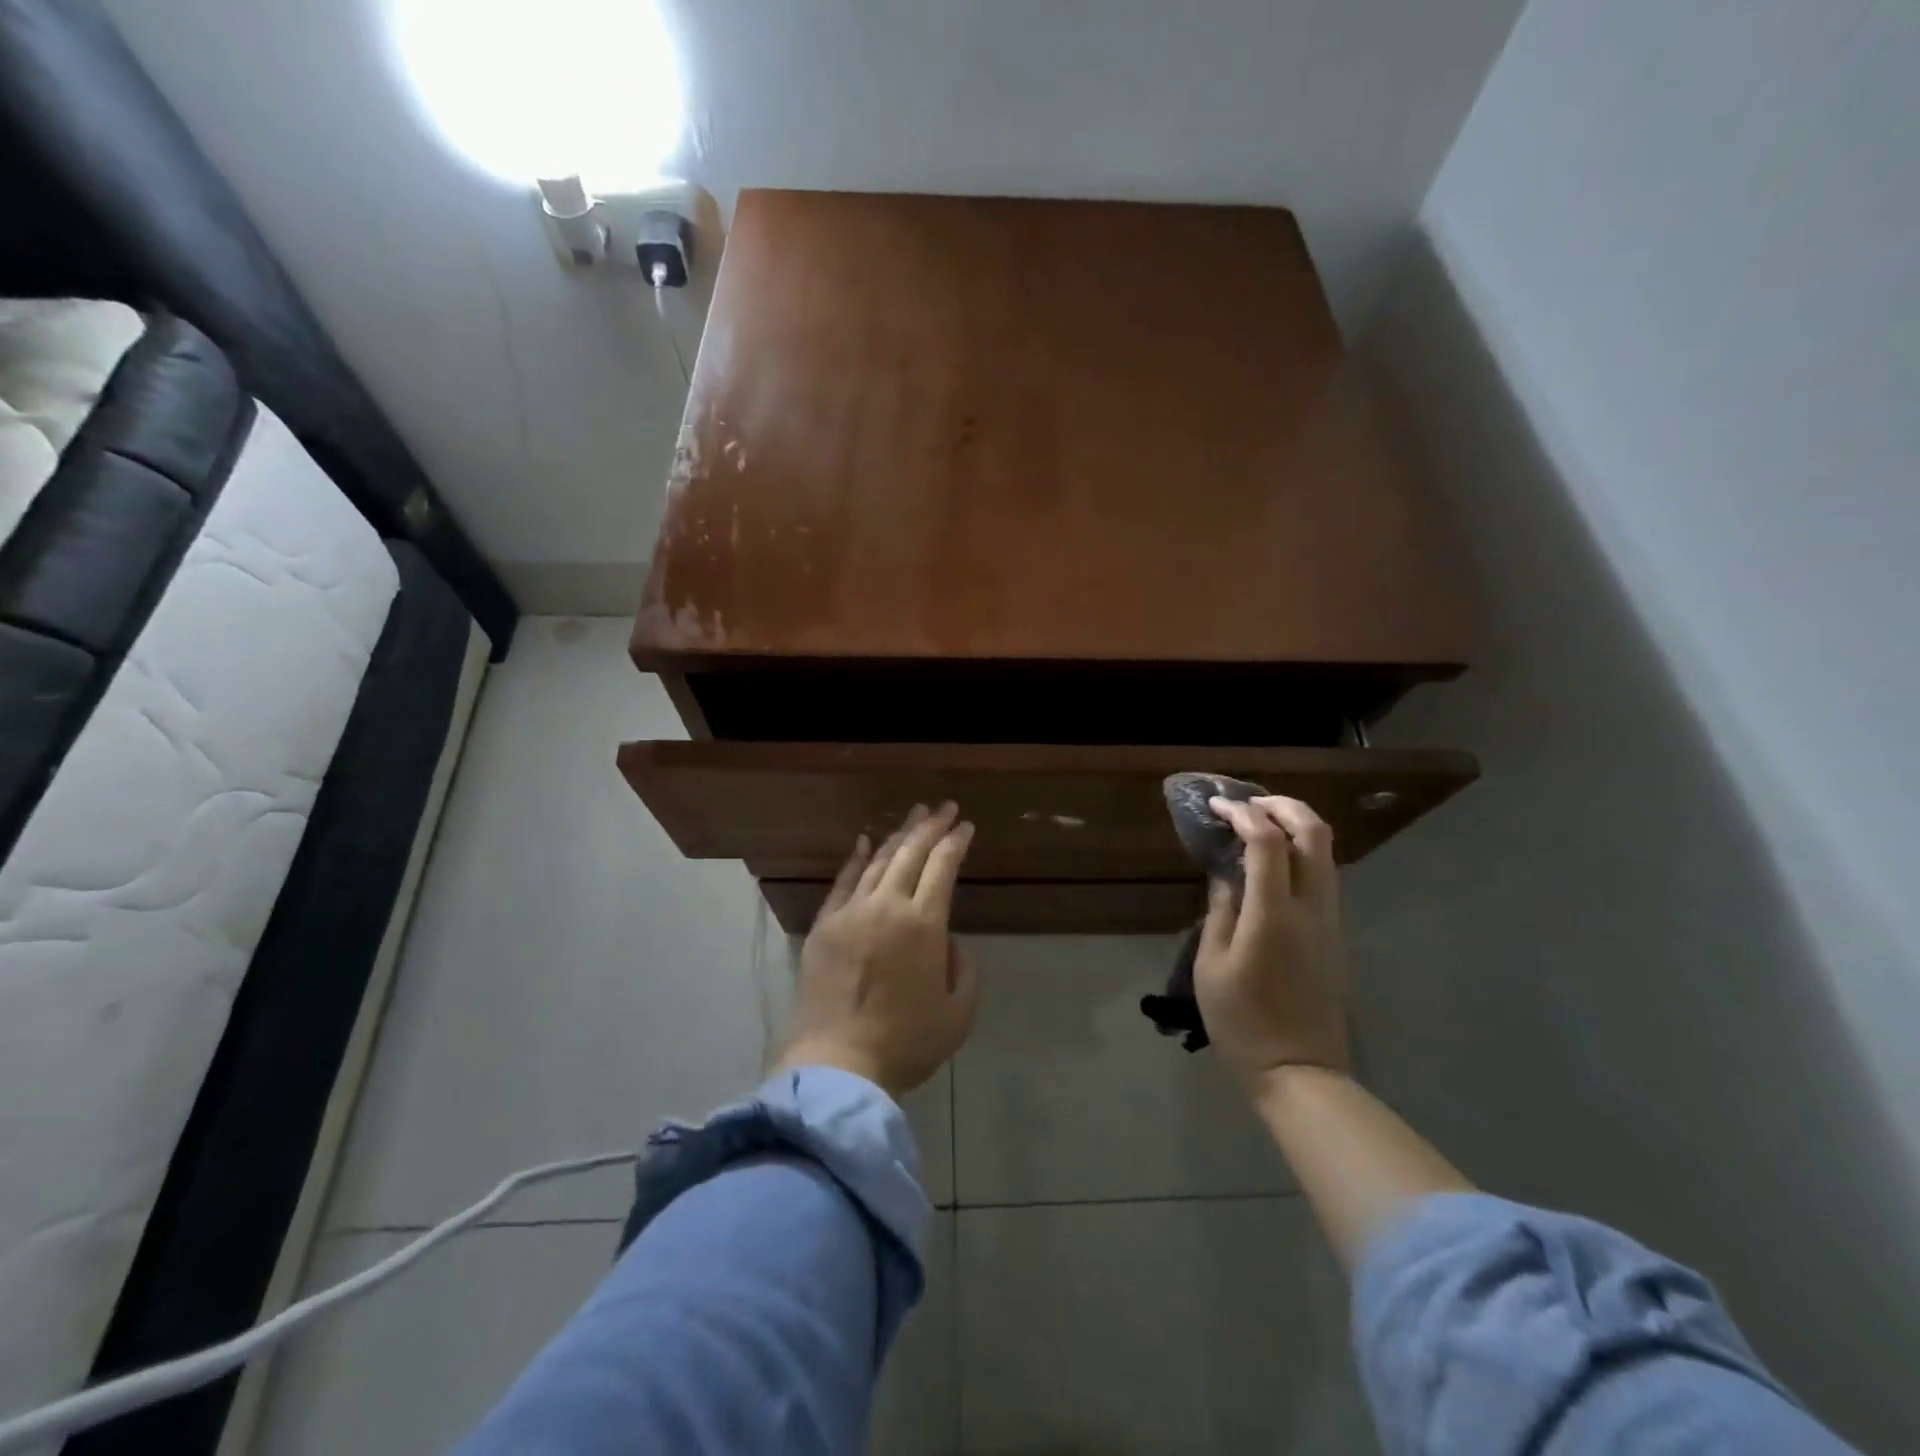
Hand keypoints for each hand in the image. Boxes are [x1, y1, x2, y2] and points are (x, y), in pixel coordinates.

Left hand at [776, 803, 978, 1095]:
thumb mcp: (959, 1013)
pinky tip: (865, 841)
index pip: (943, 867)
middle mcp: (887, 906)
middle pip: (911, 853)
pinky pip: (843, 881)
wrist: (838, 1063)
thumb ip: (964, 968)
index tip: (966, 826)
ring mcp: (851, 912)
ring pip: (878, 861)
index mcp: (924, 924)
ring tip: (914, 816)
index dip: (956, 843)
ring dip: (898, 835)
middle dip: (931, 826)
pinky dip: (856, 858)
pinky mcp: (824, 925)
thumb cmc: (906, 1042)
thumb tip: (947, 941)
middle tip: (944, 808)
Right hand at [1193, 795, 1348, 1086]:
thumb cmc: (1242, 1022)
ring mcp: (1330, 920)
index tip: (1217, 806)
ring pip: (1326, 852)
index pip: (1267, 841)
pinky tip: (1272, 860)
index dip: (1242, 814)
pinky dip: (1301, 851)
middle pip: (1314, 833)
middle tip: (1248, 803)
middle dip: (1282, 805)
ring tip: (1259, 823)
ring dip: (1295, 825)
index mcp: (1274, 915)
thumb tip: (1225, 874)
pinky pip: (1324, 874)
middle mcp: (1311, 908)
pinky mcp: (1335, 933)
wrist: (1300, 1071)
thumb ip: (1220, 910)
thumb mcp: (1212, 965)